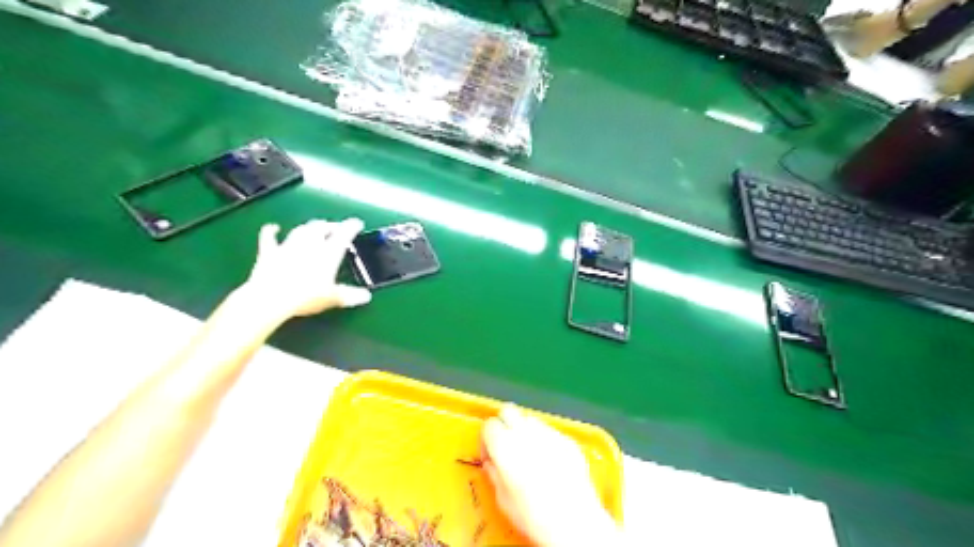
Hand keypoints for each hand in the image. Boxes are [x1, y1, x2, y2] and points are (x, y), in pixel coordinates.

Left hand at [241, 219, 370, 320]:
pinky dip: (272, 231)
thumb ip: (350, 295)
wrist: (271, 298)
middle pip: (321, 227)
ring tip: (314, 228)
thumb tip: (366, 296)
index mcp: (329, 252)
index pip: (344, 234)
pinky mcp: (269, 252)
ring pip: (301, 229)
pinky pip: (269, 237)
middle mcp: (309, 244)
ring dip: (308, 227)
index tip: (356, 223)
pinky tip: (273, 227)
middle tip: (335, 228)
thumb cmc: (306, 296)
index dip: (351, 226)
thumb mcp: (333, 298)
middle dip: (330, 226)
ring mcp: (288, 246)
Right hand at [480, 404, 623, 546]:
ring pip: (530, 419)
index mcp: (504, 445)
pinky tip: (550, 461)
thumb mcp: (503, 499)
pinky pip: (550, 431)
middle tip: (506, 445)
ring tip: (529, 452)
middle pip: (508, 410)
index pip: (489, 425)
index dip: (487, 439)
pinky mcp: (567, 439)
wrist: (573, 521)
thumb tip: (492, 463)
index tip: (490, 455)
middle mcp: (525, 431)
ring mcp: (548, 433)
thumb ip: (494, 474)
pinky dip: (545, 440)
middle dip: (504, 424)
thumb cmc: (532, 514)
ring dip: (525, 429)